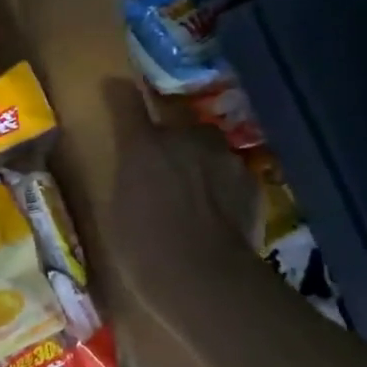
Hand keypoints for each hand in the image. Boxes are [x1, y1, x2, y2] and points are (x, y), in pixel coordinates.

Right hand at [104, 80, 264, 366]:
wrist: (205, 280)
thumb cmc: (142, 247)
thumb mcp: (116, 209)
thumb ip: (126, 175)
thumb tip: (131, 163)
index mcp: (141, 144)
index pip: (126, 101)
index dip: (120, 93)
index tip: (115, 85)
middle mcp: (184, 139)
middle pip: (176, 122)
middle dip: (169, 133)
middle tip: (159, 159)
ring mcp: (223, 158)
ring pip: (206, 146)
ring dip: (197, 157)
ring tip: (190, 188)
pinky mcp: (250, 181)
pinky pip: (228, 171)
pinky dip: (219, 182)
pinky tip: (214, 210)